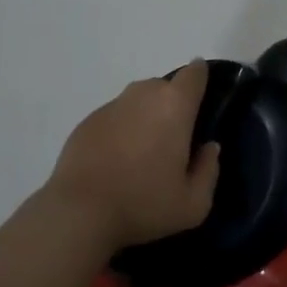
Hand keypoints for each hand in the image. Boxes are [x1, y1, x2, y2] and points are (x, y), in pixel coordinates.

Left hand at [42, 61, 220, 251]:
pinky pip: (114, 117)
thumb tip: (209, 148)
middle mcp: (143, 95)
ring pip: (137, 101)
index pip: (194, 73)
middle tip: (173, 140)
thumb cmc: (143, 204)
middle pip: (165, 86)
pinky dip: (120, 130)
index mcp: (175, 106)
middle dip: (172, 105)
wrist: (78, 213)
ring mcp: (111, 106)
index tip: (203, 98)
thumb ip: (209, 170)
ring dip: (145, 117)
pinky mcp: (87, 121)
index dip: (201, 79)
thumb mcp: (193, 204)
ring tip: (143, 153)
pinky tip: (115, 162)